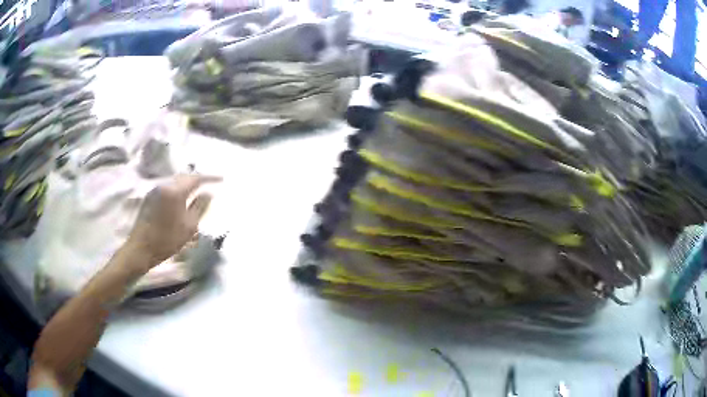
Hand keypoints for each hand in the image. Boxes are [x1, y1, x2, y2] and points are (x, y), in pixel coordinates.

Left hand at [126, 174, 221, 267]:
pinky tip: (182, 198)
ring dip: (187, 184)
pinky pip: (168, 188)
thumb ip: (200, 207)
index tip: (221, 179)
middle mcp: (164, 185)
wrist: (141, 249)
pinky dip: (178, 190)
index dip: (210, 178)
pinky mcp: (150, 197)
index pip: (196, 178)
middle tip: (210, 183)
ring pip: (175, 182)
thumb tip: (208, 193)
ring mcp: (155, 190)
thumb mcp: (189, 226)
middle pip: (184, 177)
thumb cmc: (167, 240)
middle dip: (198, 179)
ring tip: (198, 189)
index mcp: (175, 191)